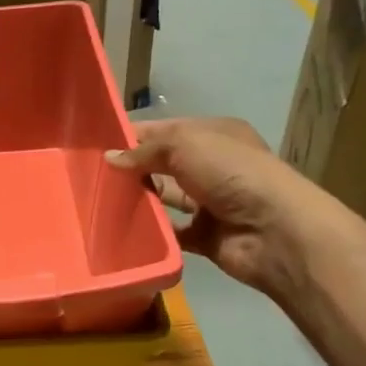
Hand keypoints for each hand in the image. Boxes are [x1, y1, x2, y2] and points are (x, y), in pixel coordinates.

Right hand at [104, 117, 309, 293]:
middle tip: (92, 176)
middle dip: (133, 168)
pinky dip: (152, 231)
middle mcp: (213, 166)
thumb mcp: (185, 145)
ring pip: (166, 198)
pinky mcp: (205, 236)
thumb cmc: (232, 173)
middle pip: (164, 164)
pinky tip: (123, 229)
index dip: (134, 135)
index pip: (167, 130)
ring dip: (140, 199)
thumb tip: (110, 158)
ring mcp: (210, 203)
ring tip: (101, 202)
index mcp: (214, 135)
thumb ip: (145, 151)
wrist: (274, 230)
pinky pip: (171, 231)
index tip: (97, 144)